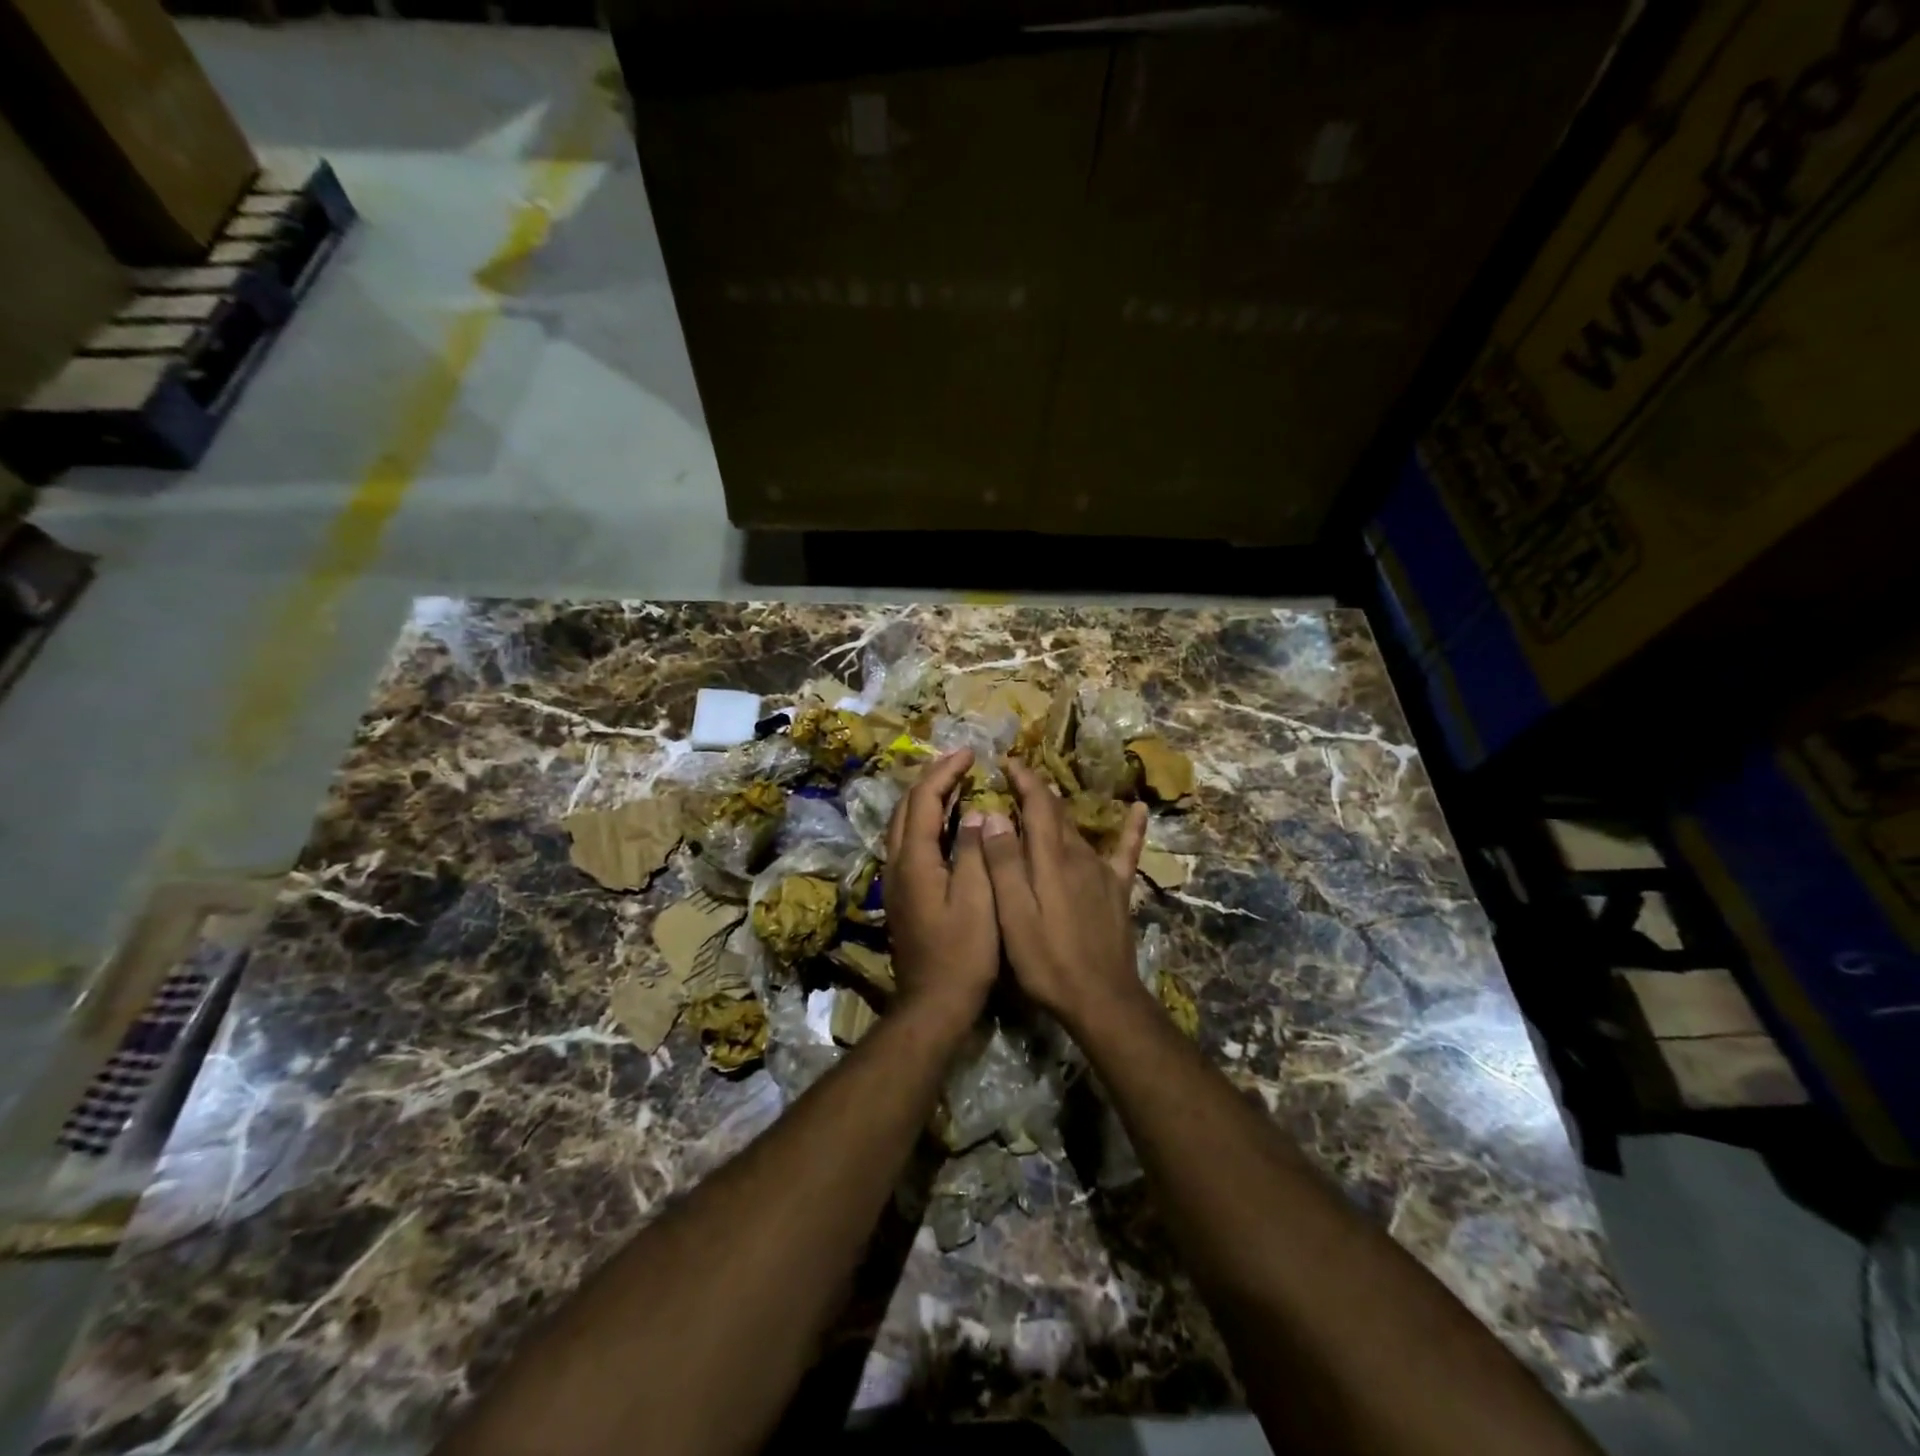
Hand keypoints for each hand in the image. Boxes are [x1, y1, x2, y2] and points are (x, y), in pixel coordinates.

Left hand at [883, 749, 998, 1027]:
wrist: (933, 1003)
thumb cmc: (963, 954)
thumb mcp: (978, 901)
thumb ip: (975, 853)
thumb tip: (975, 813)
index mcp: (915, 860)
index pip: (925, 799)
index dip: (946, 771)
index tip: (971, 753)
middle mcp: (898, 863)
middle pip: (907, 806)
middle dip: (933, 777)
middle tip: (962, 762)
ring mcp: (897, 879)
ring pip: (905, 823)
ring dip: (928, 797)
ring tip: (957, 782)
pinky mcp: (904, 893)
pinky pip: (910, 841)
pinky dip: (928, 820)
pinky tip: (949, 824)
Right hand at [979, 758, 1149, 1025]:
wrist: (1101, 998)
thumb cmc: (1047, 960)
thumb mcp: (1013, 915)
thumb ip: (1004, 864)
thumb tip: (994, 815)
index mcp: (1050, 859)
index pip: (1036, 804)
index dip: (1023, 779)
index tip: (1007, 761)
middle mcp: (1078, 855)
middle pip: (1056, 812)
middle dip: (1036, 790)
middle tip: (1016, 777)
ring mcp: (1102, 871)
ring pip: (1078, 829)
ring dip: (1059, 809)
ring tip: (1043, 796)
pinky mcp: (1118, 889)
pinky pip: (1126, 850)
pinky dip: (1132, 828)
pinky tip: (1139, 808)